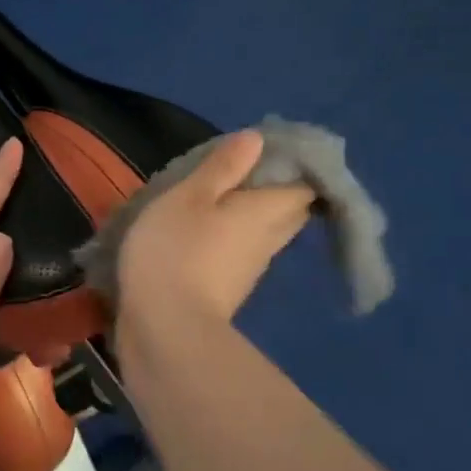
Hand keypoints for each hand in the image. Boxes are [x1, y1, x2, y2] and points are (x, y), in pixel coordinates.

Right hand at [117, 129, 312, 328]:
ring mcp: (249, 269)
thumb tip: (257, 140)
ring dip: (248, 212)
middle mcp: (268, 241)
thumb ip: (222, 167)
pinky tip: (201, 230)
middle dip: (275, 188)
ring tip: (214, 194)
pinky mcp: (226, 289)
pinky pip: (239, 251)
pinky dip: (228, 236)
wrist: (164, 331)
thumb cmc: (176, 251)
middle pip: (288, 210)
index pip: (305, 186)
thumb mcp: (189, 197)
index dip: (295, 165)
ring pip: (263, 232)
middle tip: (241, 168)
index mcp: (266, 211)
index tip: (270, 150)